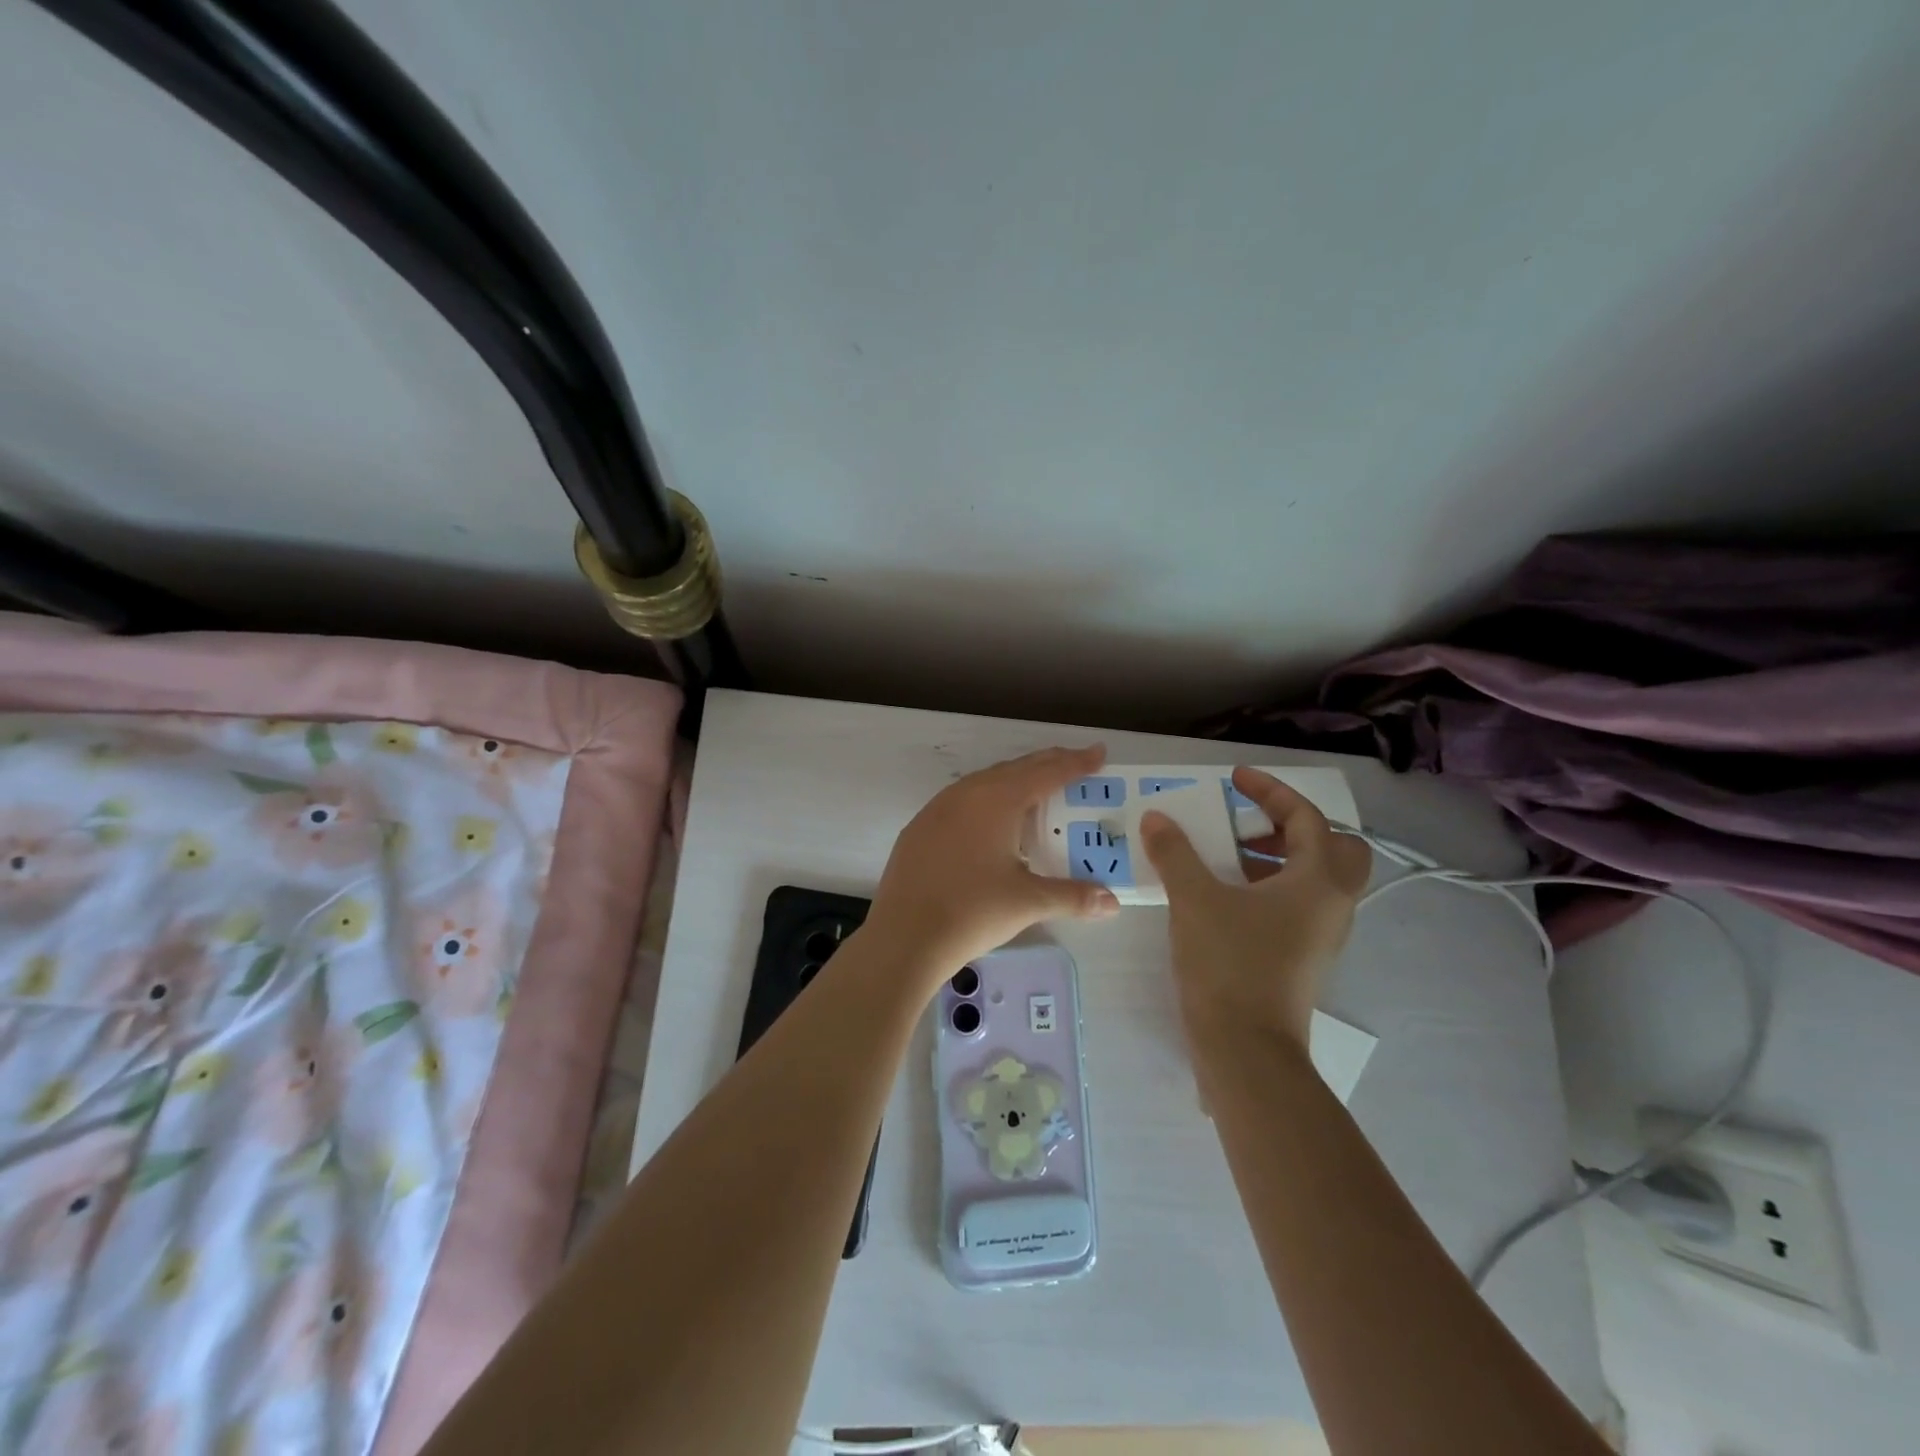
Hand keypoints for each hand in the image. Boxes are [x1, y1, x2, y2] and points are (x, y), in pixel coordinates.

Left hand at [867, 745, 1120, 984]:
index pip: (1046, 773)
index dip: (1076, 763)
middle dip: (1048, 765)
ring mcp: (938, 808)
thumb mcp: (1028, 902)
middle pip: (1015, 769)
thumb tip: (1112, 902)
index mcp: (998, 800)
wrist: (904, 936)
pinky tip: (991, 821)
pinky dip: (987, 800)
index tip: (1099, 752)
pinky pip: (962, 800)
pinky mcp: (920, 827)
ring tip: (1038, 790)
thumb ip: (1073, 896)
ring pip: (985, 782)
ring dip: (1015, 780)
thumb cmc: (972, 911)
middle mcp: (967, 793)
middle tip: (1075, 765)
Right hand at [1140, 767, 1370, 1049]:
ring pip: (1314, 878)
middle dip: (1291, 827)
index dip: (1269, 791)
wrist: (1246, 1050)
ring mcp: (1322, 935)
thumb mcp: (1194, 899)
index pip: (1305, 818)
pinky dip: (1270, 887)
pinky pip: (1298, 905)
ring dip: (1277, 857)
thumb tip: (1156, 818)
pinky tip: (1226, 896)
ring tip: (1226, 856)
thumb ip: (1175, 852)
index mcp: (1318, 881)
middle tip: (1248, 825)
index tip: (1233, 779)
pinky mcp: (1304, 958)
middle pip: (1332, 847)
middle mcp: (1332, 904)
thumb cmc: (1229, 964)